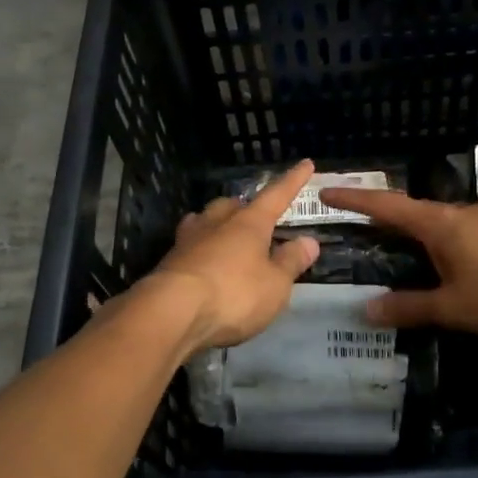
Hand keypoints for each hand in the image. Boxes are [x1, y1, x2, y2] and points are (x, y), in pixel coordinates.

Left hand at [143, 160, 321, 353]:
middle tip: (255, 217)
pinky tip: (200, 262)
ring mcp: (188, 241)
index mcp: (249, 224)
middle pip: (232, 205)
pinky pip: (188, 246)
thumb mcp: (275, 285)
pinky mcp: (168, 263)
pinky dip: (199, 250)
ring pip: (205, 221)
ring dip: (216, 224)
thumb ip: (291, 262)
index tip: (306, 164)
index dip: (292, 182)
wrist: (171, 312)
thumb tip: (309, 241)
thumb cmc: (233, 294)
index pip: (276, 196)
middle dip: (244, 207)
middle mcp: (217, 223)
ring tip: (223, 234)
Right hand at [316, 188, 477, 341]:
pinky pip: (458, 233)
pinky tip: (442, 263)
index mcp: (439, 224)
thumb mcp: (453, 307)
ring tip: (395, 248)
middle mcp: (458, 214)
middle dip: (381, 215)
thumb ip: (409, 307)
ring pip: (437, 222)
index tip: (326, 191)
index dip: (354, 199)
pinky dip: (438, 243)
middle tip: (355, 225)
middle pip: (410, 210)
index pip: (385, 206)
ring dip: (412, 231)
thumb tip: (367, 310)